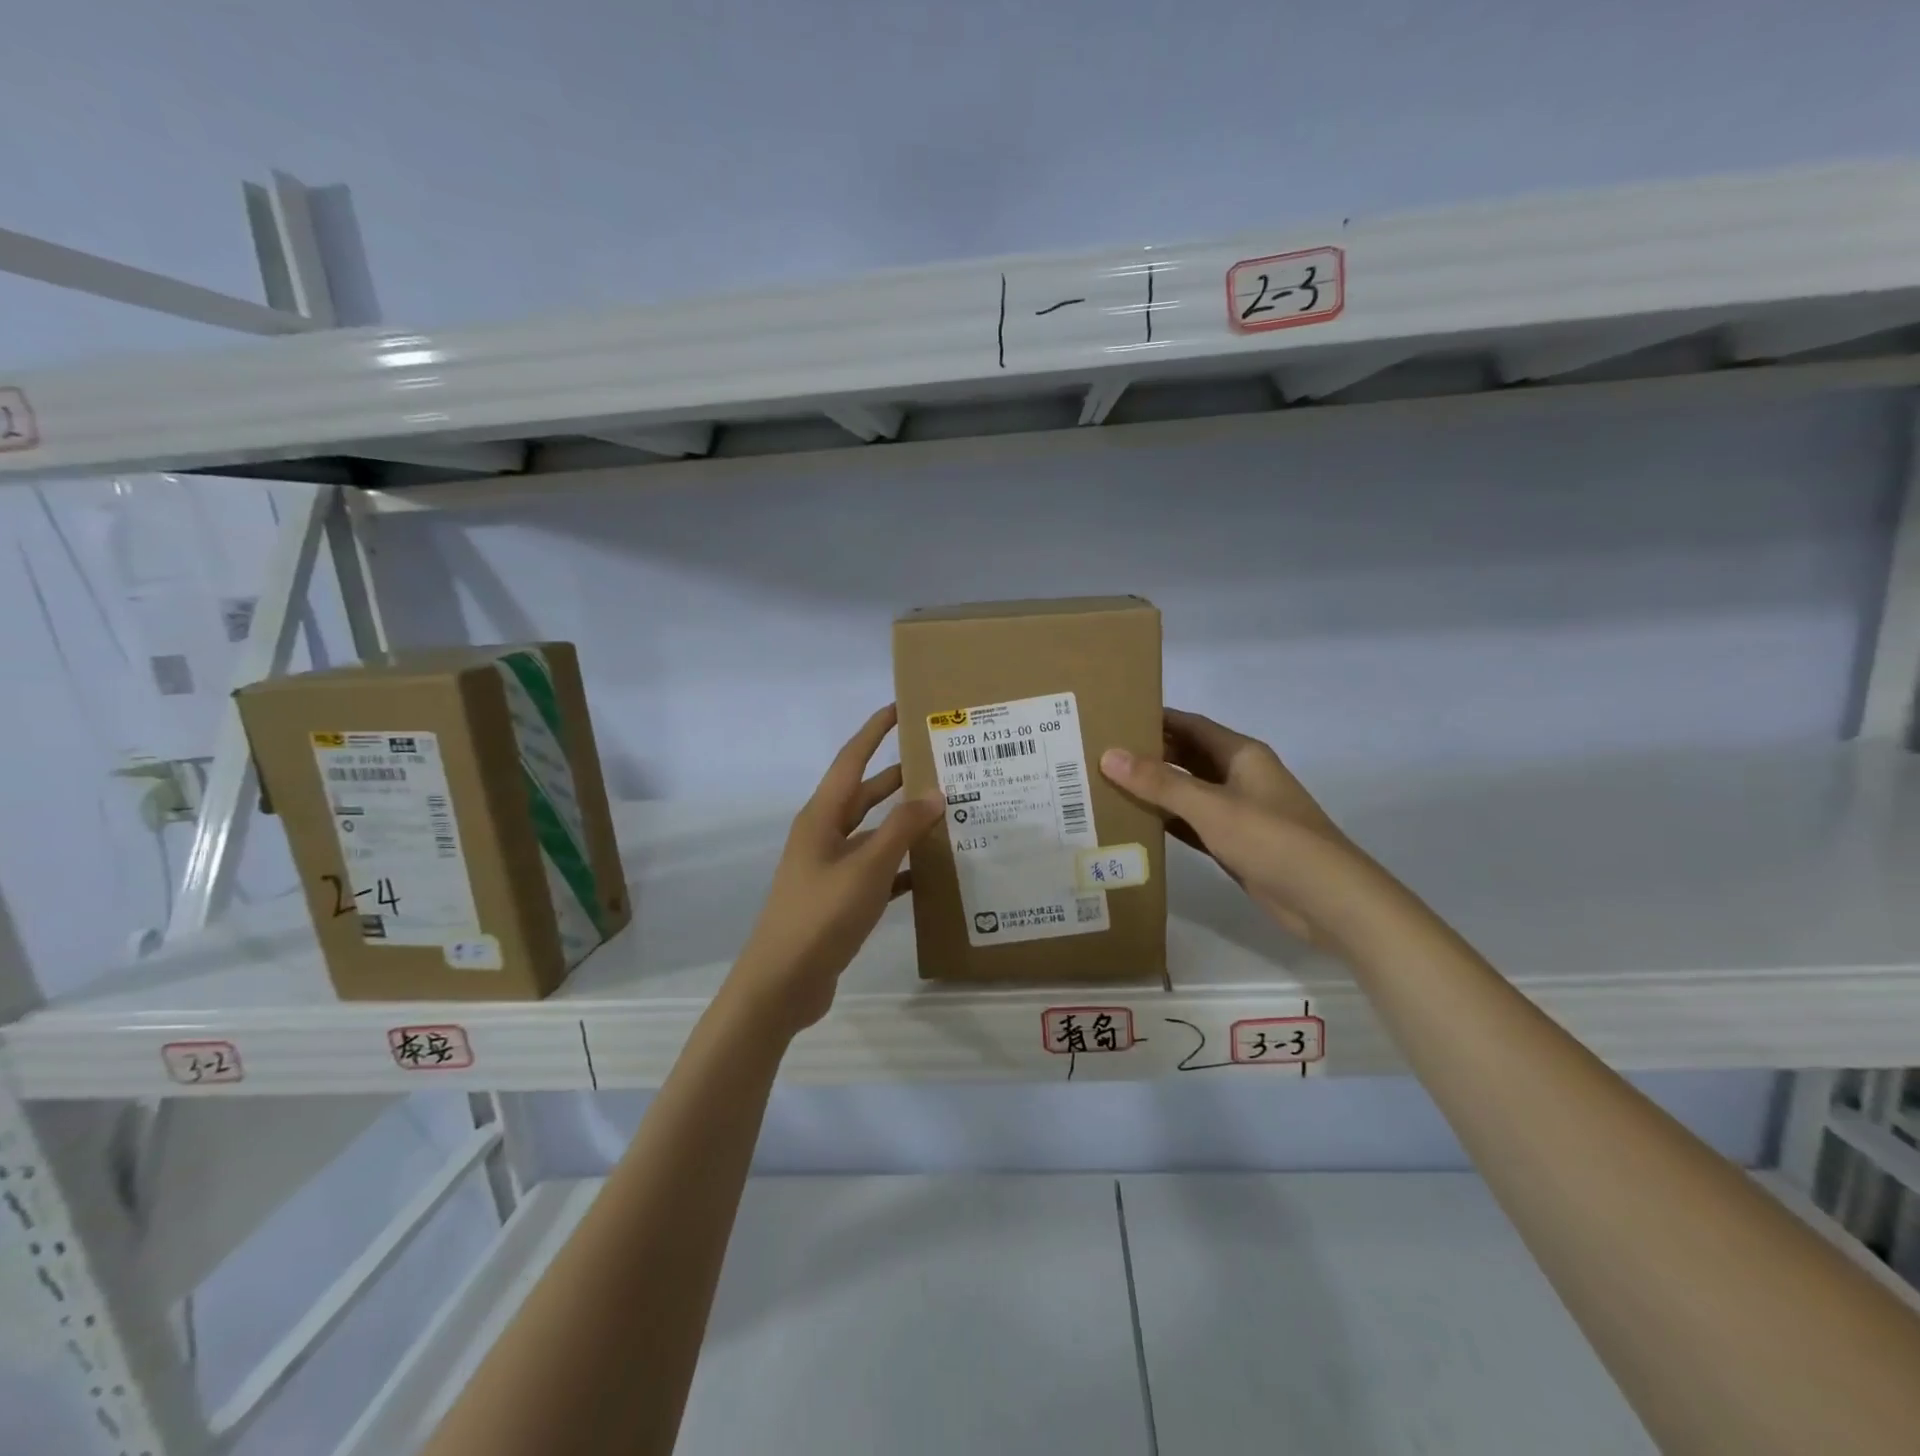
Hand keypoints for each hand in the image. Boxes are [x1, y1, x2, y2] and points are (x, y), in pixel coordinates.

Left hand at [730, 706, 944, 1035]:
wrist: (782, 983)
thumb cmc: (821, 915)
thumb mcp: (866, 867)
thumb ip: (901, 829)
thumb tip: (935, 794)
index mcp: (822, 817)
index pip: (851, 760)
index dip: (874, 731)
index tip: (900, 708)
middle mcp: (824, 835)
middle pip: (865, 794)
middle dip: (898, 776)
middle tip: (940, 762)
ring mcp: (830, 869)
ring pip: (873, 833)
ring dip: (904, 822)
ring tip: (947, 812)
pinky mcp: (839, 899)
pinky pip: (877, 870)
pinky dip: (902, 866)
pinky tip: (932, 871)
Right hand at [1099, 709, 1359, 943]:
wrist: (1326, 899)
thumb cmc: (1271, 839)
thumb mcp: (1210, 806)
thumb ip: (1159, 782)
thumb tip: (1108, 755)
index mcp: (1241, 754)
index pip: (1190, 725)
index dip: (1155, 718)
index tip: (1113, 717)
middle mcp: (1239, 776)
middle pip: (1187, 757)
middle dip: (1148, 754)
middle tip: (1099, 754)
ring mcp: (1238, 811)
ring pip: (1188, 792)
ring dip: (1154, 790)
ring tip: (1106, 786)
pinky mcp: (1235, 843)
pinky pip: (1192, 823)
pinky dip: (1167, 821)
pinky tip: (1135, 824)